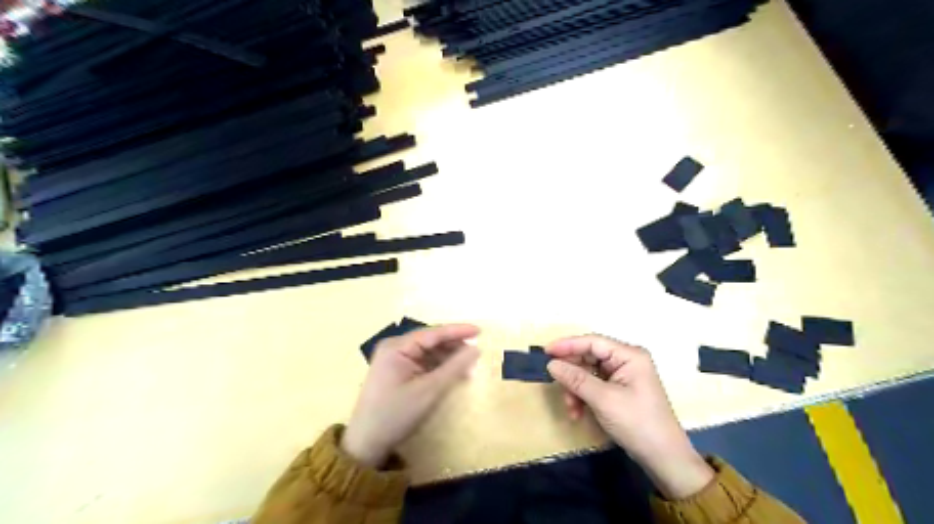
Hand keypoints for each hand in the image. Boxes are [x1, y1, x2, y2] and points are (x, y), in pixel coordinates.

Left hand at [342, 323, 477, 466]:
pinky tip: (452, 373)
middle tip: (476, 353)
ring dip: (447, 358)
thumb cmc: (397, 414)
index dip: (457, 331)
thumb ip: (454, 367)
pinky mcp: (396, 372)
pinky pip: (422, 362)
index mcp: (396, 347)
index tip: (480, 331)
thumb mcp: (429, 391)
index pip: (433, 333)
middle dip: (453, 346)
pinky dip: (438, 367)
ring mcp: (393, 359)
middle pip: (430, 340)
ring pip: (427, 352)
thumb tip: (476, 349)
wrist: (366, 444)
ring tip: (468, 366)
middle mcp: (394, 348)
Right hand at [548, 335, 716, 499]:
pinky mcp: (619, 390)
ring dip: (576, 389)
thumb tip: (551, 364)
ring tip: (571, 408)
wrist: (664, 458)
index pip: (592, 342)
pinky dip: (583, 397)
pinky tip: (578, 413)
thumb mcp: (603, 400)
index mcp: (629, 355)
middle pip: (589, 357)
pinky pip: (594, 386)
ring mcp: (623, 376)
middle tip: (556, 385)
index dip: (567, 345)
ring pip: (588, 373)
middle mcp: (626, 360)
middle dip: (572, 374)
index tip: (545, 352)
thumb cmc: (637, 423)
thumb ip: (576, 379)